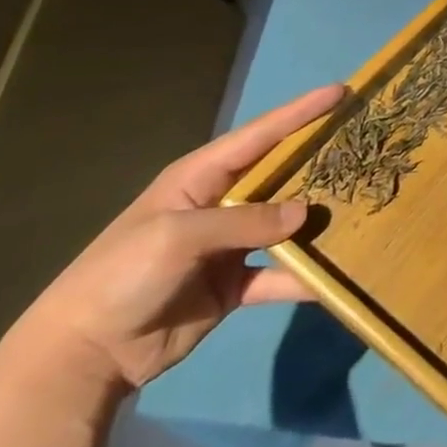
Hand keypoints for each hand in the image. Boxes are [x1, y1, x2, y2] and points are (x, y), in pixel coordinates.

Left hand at [6, 83, 344, 392]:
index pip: (261, 134)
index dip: (301, 112)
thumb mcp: (178, 237)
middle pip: (280, 175)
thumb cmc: (121, 275)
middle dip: (319, 161)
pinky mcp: (232, 286)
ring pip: (285, 224)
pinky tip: (333, 280)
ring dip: (317, 220)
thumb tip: (305, 213)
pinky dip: (302, 279)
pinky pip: (277, 277)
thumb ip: (245, 222)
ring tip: (361, 207)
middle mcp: (221, 204)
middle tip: (365, 144)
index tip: (342, 91)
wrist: (81, 356)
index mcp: (201, 178)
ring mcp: (229, 246)